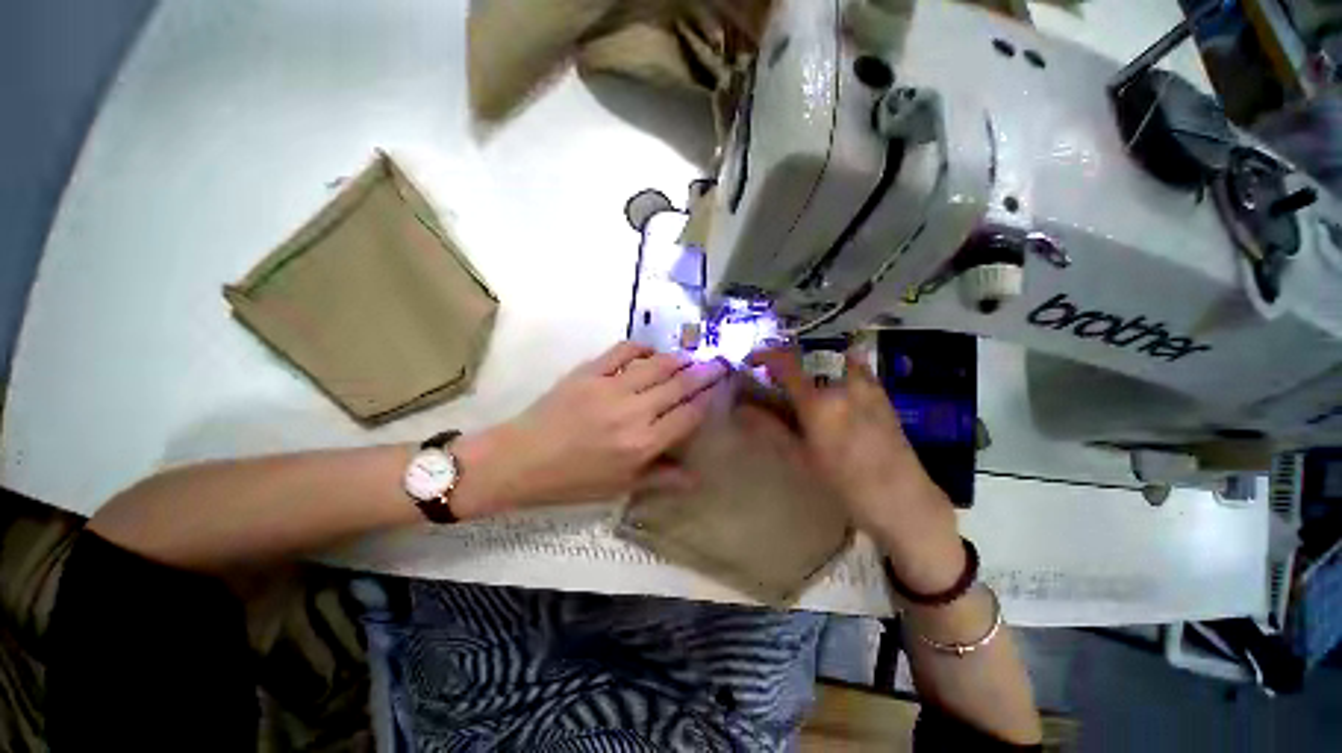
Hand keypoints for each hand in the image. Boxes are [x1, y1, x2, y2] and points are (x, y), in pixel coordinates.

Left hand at [483, 342, 727, 509]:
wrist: (520, 459)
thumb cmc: (572, 480)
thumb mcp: (619, 488)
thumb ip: (661, 479)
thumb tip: (696, 477)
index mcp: (642, 444)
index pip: (688, 415)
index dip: (707, 399)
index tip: (719, 387)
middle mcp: (633, 412)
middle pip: (678, 385)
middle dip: (704, 372)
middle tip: (719, 361)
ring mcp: (610, 387)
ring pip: (657, 365)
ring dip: (678, 358)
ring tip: (691, 355)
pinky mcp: (589, 371)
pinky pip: (623, 351)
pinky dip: (642, 347)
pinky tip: (651, 351)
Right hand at [749, 347, 964, 592]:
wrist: (901, 497)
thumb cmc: (844, 482)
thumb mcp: (800, 456)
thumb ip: (770, 427)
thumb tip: (742, 409)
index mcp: (818, 402)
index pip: (786, 363)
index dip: (765, 356)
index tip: (752, 361)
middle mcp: (842, 384)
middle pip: (807, 356)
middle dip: (786, 360)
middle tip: (776, 375)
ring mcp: (865, 384)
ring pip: (831, 357)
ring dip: (811, 361)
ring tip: (804, 378)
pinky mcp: (880, 390)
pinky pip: (853, 366)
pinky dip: (836, 367)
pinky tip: (833, 387)